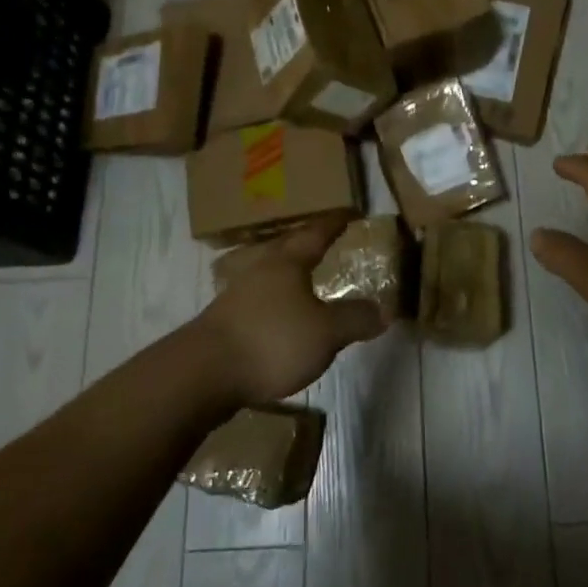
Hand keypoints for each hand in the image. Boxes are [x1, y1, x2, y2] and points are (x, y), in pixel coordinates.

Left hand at [196, 215, 387, 403]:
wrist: (203, 373)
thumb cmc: (271, 340)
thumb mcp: (326, 333)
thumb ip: (355, 319)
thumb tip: (383, 309)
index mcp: (287, 262)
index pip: (316, 234)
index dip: (334, 224)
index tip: (349, 213)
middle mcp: (261, 269)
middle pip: (288, 248)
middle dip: (308, 244)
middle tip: (328, 242)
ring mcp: (238, 294)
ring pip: (270, 274)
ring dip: (289, 274)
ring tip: (306, 280)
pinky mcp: (225, 321)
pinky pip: (260, 301)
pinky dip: (276, 302)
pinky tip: (282, 318)